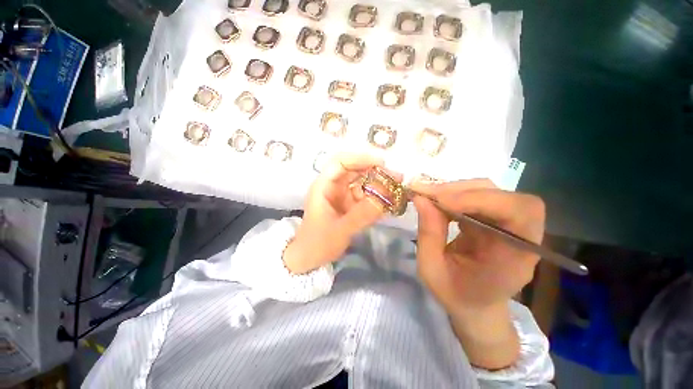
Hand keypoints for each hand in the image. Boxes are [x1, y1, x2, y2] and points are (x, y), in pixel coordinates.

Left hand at [283, 153, 386, 273]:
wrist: (310, 258)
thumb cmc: (318, 243)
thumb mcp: (340, 230)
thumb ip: (362, 215)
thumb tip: (386, 198)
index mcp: (324, 186)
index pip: (340, 162)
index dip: (360, 158)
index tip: (381, 163)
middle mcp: (333, 186)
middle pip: (354, 169)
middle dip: (375, 171)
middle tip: (396, 177)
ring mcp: (341, 195)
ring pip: (361, 182)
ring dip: (378, 184)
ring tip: (396, 189)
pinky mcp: (349, 204)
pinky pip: (364, 196)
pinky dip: (376, 197)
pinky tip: (388, 202)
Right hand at [410, 179, 544, 368]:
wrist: (475, 304)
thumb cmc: (456, 294)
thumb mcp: (431, 270)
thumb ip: (428, 234)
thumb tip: (421, 198)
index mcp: (514, 258)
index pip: (519, 212)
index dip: (481, 200)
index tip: (441, 202)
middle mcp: (519, 235)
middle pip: (503, 195)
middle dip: (461, 191)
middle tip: (426, 194)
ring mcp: (507, 223)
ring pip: (488, 191)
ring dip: (455, 190)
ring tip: (427, 196)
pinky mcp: (493, 218)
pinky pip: (476, 196)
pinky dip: (454, 194)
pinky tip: (437, 201)